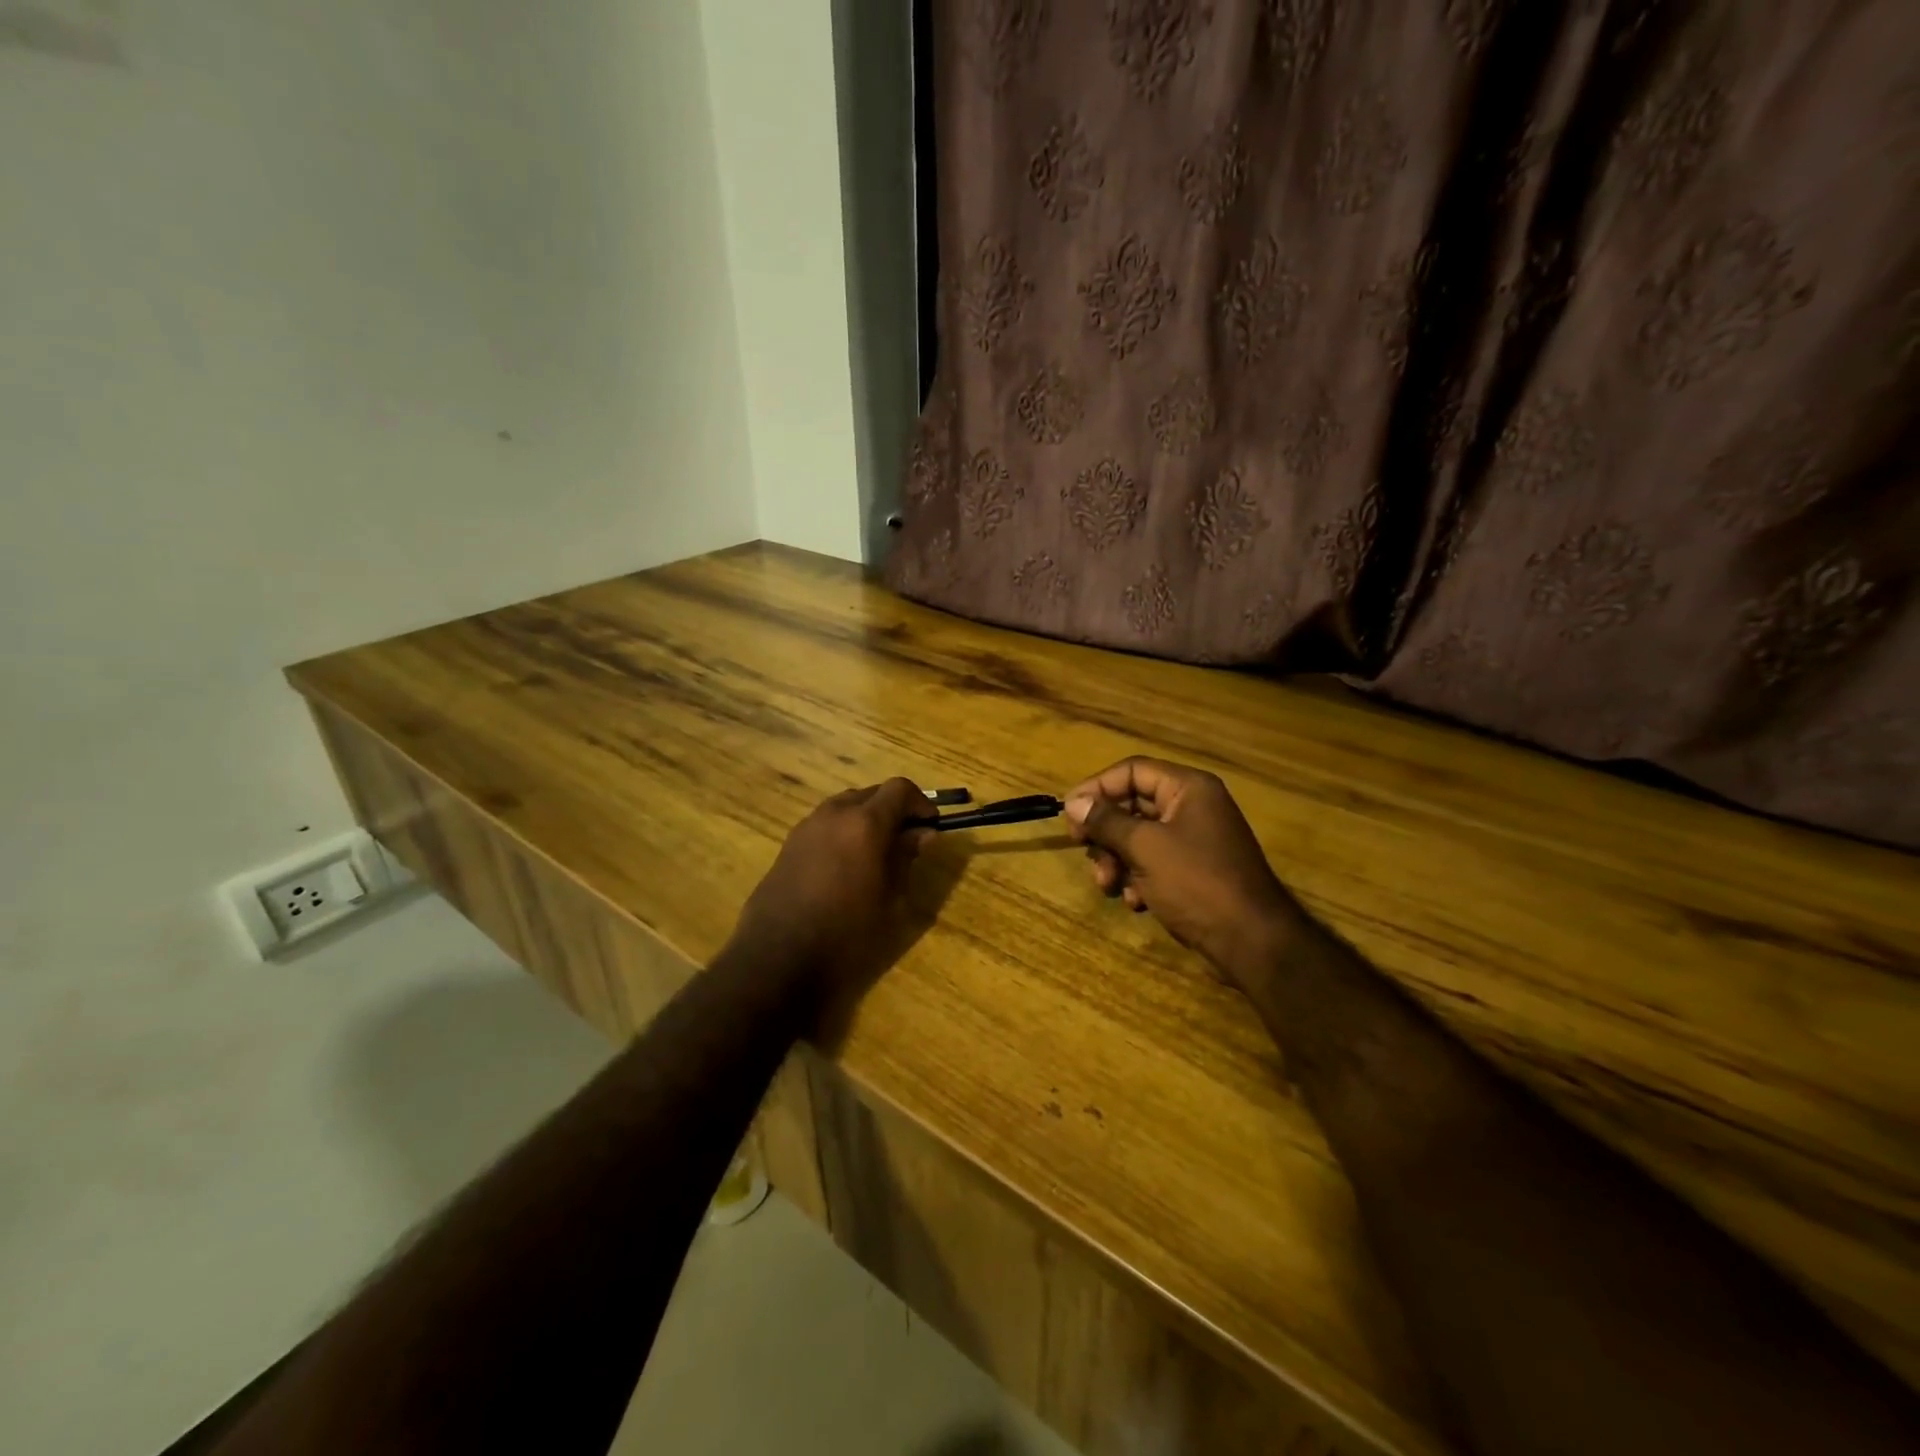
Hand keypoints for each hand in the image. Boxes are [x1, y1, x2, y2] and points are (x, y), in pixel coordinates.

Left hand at [726, 778, 938, 1015]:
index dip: (920, 803)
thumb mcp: (890, 899)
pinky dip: (843, 831)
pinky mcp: (789, 844)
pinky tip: (846, 866)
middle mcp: (835, 813)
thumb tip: (922, 834)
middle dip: (894, 810)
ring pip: (846, 806)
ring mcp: (807, 826)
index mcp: (865, 822)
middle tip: (906, 841)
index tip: (930, 826)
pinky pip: (825, 824)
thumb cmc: (847, 933)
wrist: (778, 958)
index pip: (900, 789)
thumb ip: (906, 858)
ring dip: (866, 819)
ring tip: (876, 854)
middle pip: (872, 794)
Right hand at [1064, 757, 1301, 987]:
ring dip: (1117, 859)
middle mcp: (1192, 807)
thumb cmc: (1196, 882)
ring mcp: (1194, 840)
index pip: (1132, 770)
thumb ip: (1106, 821)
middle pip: (1132, 804)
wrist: (1250, 941)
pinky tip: (1136, 901)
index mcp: (1188, 788)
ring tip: (1109, 885)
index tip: (1068, 812)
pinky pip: (1154, 862)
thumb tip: (1073, 802)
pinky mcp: (1193, 871)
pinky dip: (1138, 878)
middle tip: (1083, 850)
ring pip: (1138, 837)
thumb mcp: (1144, 847)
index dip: (1097, 787)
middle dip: (1105, 832)